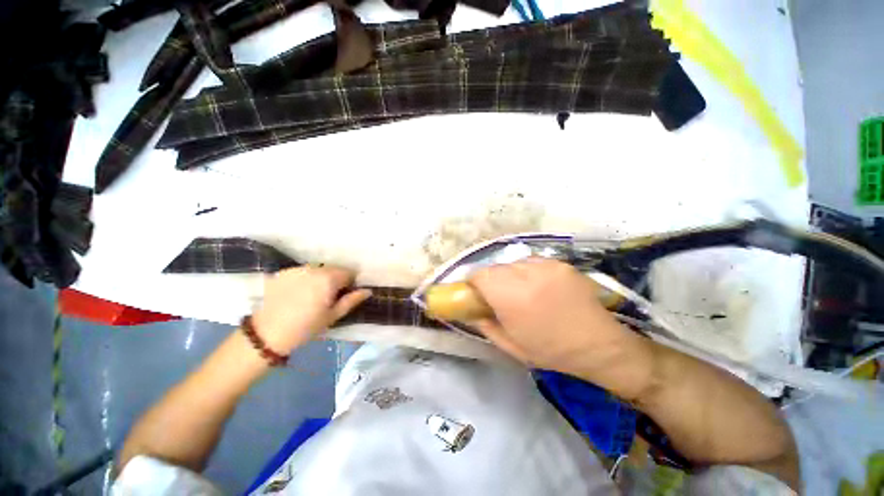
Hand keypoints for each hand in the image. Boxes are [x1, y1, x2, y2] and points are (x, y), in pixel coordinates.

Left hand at [252, 266, 370, 353]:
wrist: (267, 334)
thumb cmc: (306, 327)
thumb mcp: (333, 316)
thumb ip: (352, 300)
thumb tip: (368, 290)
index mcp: (329, 278)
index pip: (349, 272)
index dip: (350, 283)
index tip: (344, 295)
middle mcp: (314, 268)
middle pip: (333, 269)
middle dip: (335, 279)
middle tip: (328, 297)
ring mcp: (297, 269)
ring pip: (318, 269)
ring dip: (320, 278)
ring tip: (311, 295)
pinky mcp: (283, 272)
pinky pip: (302, 271)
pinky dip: (305, 278)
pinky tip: (297, 293)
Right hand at [468, 259, 647, 380]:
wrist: (600, 345)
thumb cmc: (552, 351)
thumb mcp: (511, 346)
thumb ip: (485, 325)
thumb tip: (471, 311)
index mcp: (512, 297)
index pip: (480, 275)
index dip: (474, 283)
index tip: (477, 295)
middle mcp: (527, 274)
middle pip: (495, 267)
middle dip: (492, 280)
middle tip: (499, 297)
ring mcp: (546, 265)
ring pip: (513, 263)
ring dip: (510, 275)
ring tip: (522, 292)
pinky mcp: (560, 263)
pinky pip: (532, 262)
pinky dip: (527, 272)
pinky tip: (540, 288)